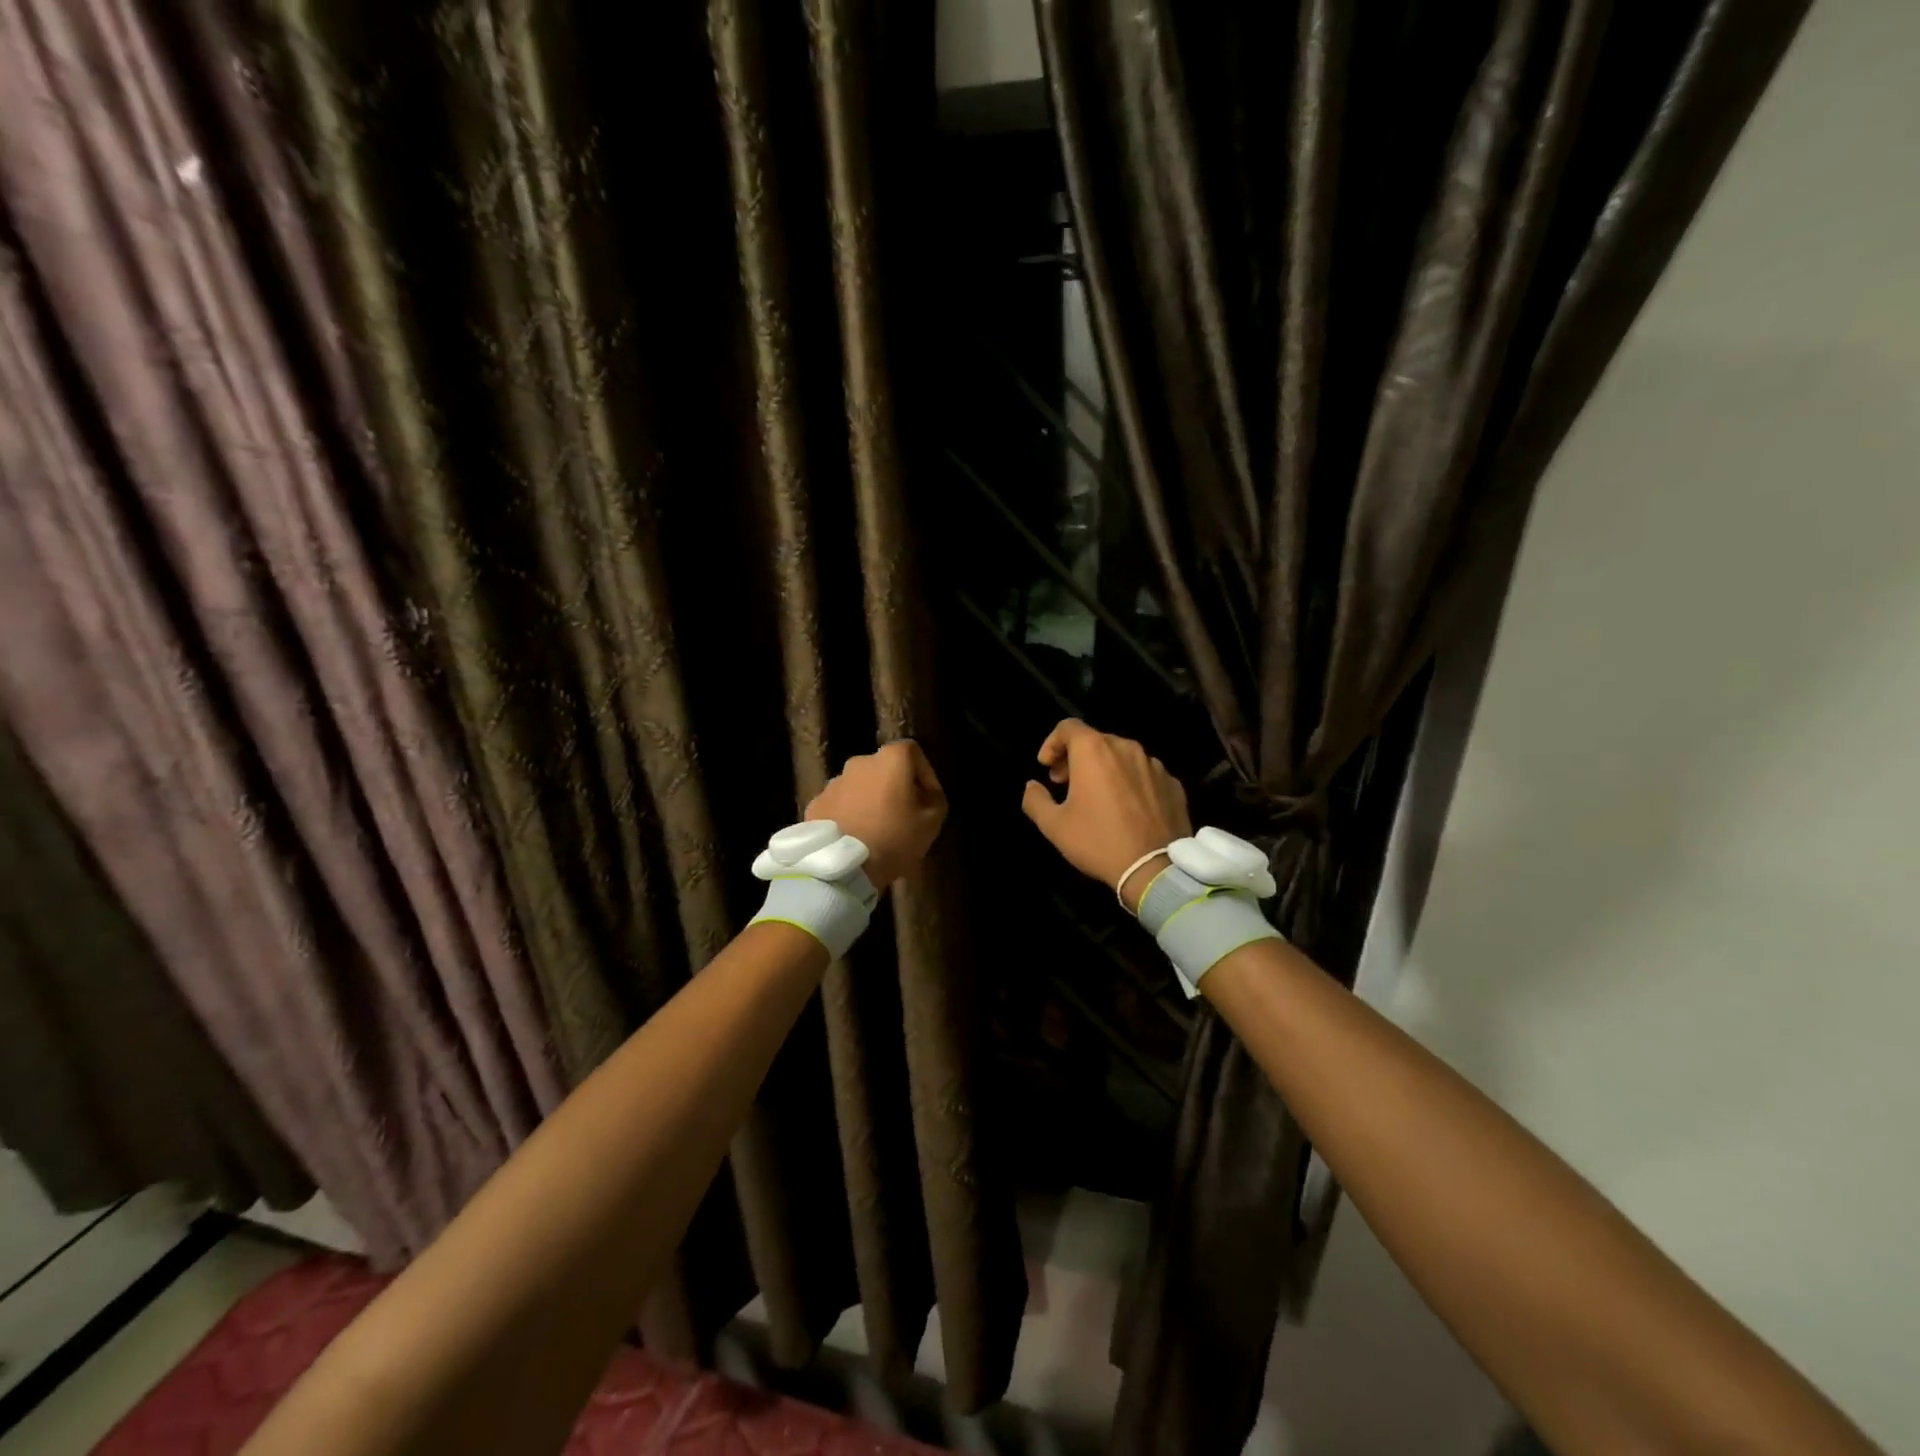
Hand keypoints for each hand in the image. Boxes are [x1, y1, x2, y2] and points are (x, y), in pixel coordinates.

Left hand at [806, 740, 948, 890]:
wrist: (843, 869)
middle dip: (894, 786)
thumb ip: (935, 798)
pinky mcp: (815, 804)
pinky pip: (839, 803)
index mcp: (889, 761)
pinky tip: (853, 836)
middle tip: (902, 813)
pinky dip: (848, 813)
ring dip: (869, 799)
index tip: (927, 796)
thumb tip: (926, 792)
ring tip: (875, 828)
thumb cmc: (894, 840)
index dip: (923, 771)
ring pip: (859, 785)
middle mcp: (859, 763)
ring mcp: (833, 783)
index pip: (912, 751)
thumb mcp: (932, 823)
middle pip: (883, 768)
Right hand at [1020, 720, 1190, 909]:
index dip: (1052, 743)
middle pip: (1095, 740)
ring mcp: (1154, 765)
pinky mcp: (1173, 783)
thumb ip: (1035, 799)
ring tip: (1097, 797)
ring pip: (1122, 756)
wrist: (1154, 869)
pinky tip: (1126, 809)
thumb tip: (1032, 786)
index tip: (1046, 766)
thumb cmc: (1098, 841)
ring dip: (1104, 769)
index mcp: (1094, 750)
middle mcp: (1126, 748)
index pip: (1068, 727)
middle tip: (1066, 783)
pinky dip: (1130, 782)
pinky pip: (1144, 774)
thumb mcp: (1054, 826)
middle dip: (1076, 758)